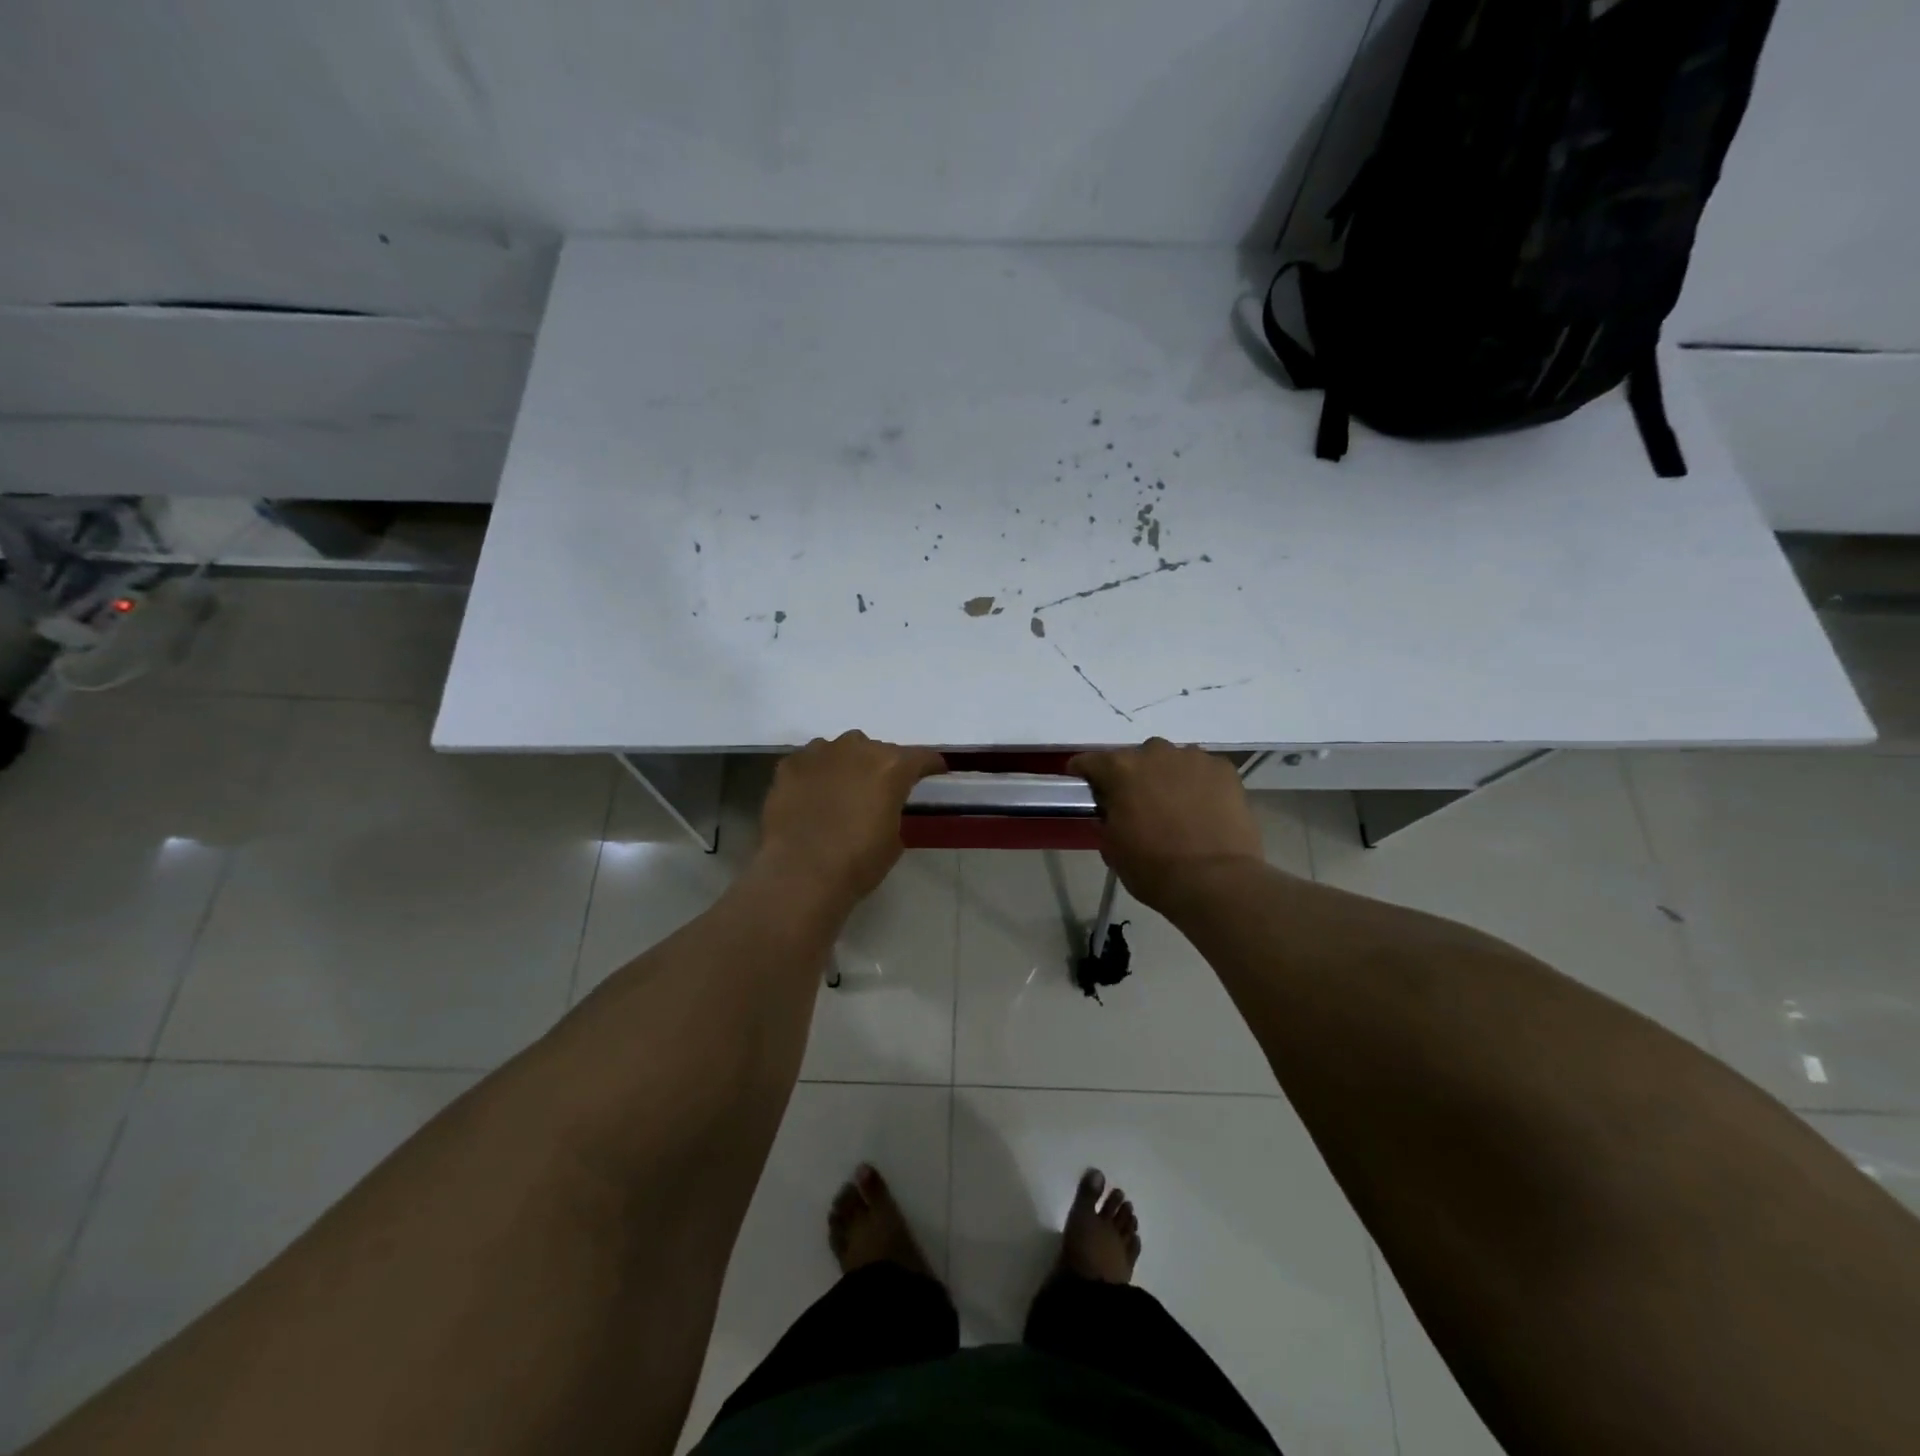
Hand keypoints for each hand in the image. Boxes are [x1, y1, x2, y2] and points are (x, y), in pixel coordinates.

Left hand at [756, 731, 946, 904]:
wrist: (800, 873)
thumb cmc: (857, 862)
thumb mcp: (893, 840)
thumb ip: (892, 810)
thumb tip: (881, 806)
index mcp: (891, 767)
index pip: (920, 757)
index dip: (929, 765)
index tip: (934, 771)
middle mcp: (857, 748)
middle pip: (877, 750)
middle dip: (881, 766)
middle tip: (878, 790)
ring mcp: (819, 752)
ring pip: (841, 750)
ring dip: (846, 765)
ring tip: (841, 790)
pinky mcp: (789, 765)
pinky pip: (810, 762)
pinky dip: (815, 774)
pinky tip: (811, 795)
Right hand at [1070, 738, 1263, 909]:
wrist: (1215, 881)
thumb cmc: (1153, 868)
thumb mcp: (1111, 847)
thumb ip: (1107, 818)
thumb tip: (1114, 810)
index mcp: (1120, 770)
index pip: (1090, 761)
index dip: (1084, 774)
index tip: (1086, 786)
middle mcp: (1155, 753)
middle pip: (1136, 758)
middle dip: (1133, 776)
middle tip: (1138, 804)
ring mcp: (1193, 758)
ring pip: (1172, 761)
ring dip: (1168, 777)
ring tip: (1176, 807)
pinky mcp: (1224, 770)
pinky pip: (1203, 771)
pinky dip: (1199, 784)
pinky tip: (1204, 809)